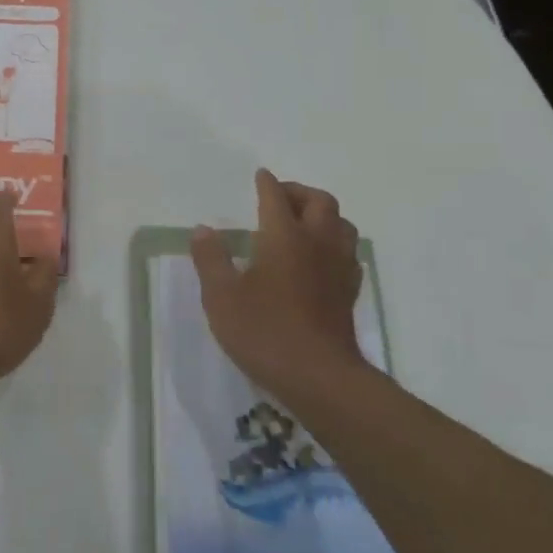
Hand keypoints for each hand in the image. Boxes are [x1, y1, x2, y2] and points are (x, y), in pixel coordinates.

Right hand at [191, 169, 371, 400]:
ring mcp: (338, 268)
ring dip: (323, 214)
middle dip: (299, 192)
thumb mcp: (221, 297)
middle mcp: (317, 243)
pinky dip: (334, 243)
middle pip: (320, 202)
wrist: (319, 377)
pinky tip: (321, 258)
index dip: (267, 184)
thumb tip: (203, 229)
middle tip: (280, 197)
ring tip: (303, 222)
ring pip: (342, 224)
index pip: (276, 197)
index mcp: (284, 237)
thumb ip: (210, 259)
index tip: (260, 175)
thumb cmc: (265, 331)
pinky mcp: (349, 292)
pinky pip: (348, 253)